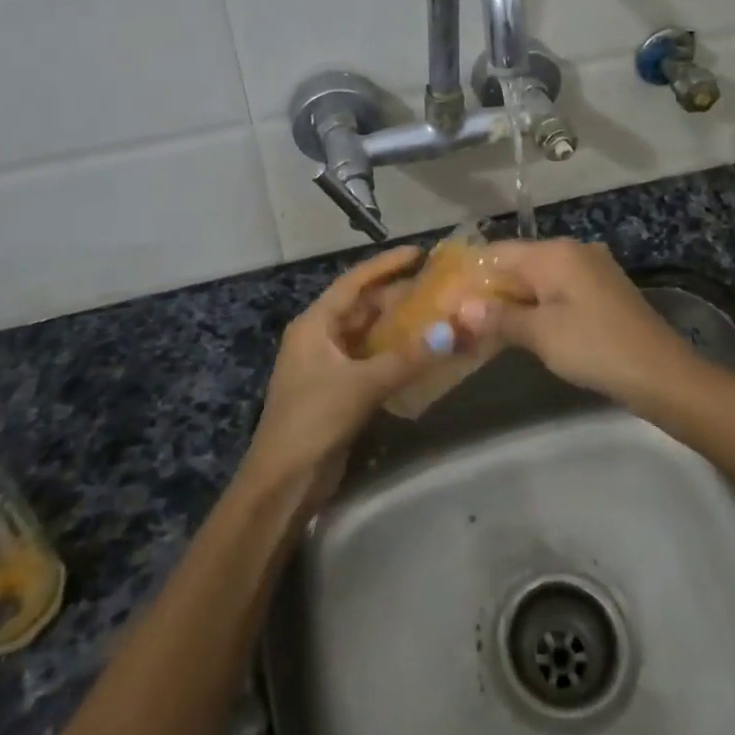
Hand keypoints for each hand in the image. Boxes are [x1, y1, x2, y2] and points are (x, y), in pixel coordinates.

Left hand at [243, 247, 432, 505]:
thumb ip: (407, 358)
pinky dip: (395, 354)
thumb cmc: (314, 419)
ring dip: (399, 326)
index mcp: (315, 324)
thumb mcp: (362, 384)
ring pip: (369, 334)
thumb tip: (451, 333)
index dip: (386, 265)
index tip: (419, 252)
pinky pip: (372, 360)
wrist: (283, 482)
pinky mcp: (339, 390)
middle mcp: (320, 337)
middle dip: (398, 295)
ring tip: (438, 313)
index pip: (354, 282)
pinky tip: (423, 353)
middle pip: (363, 306)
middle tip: (438, 286)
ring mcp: (329, 365)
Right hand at [473, 239, 694, 408]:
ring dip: (514, 299)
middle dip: (491, 290)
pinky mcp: (603, 289)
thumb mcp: (541, 334)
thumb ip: (499, 317)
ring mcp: (592, 268)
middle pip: (519, 263)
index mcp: (555, 253)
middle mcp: (573, 250)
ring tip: (485, 326)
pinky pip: (559, 289)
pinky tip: (524, 327)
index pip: (498, 252)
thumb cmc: (595, 347)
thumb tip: (462, 307)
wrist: (661, 373)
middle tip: (461, 317)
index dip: (470, 274)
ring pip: (539, 278)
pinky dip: (538, 304)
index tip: (446, 298)